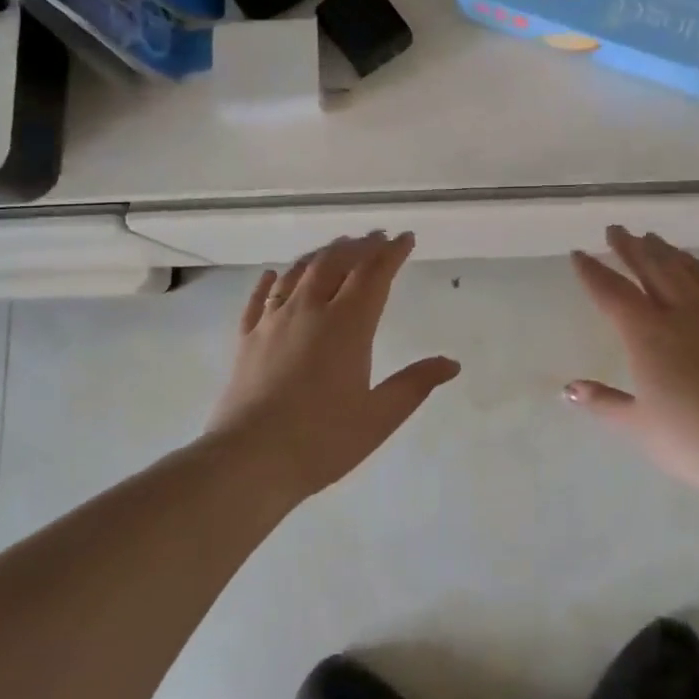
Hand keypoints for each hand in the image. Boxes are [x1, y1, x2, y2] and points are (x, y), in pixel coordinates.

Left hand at [207, 233, 460, 500]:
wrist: (249, 460)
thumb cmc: (322, 440)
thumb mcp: (379, 417)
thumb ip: (415, 385)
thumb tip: (451, 363)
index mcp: (347, 325)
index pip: (373, 275)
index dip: (391, 253)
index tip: (405, 238)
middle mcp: (309, 311)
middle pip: (335, 263)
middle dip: (358, 246)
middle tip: (374, 238)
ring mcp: (273, 323)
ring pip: (298, 274)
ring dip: (320, 255)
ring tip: (335, 247)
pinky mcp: (247, 340)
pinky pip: (258, 300)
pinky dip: (270, 281)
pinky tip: (274, 274)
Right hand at [567, 228, 698, 502]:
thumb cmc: (697, 442)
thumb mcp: (640, 427)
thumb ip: (604, 402)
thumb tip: (568, 389)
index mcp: (647, 334)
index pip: (612, 292)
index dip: (592, 272)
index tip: (579, 253)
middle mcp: (683, 311)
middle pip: (652, 268)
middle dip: (630, 247)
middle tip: (617, 230)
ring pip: (691, 270)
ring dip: (669, 252)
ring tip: (655, 240)